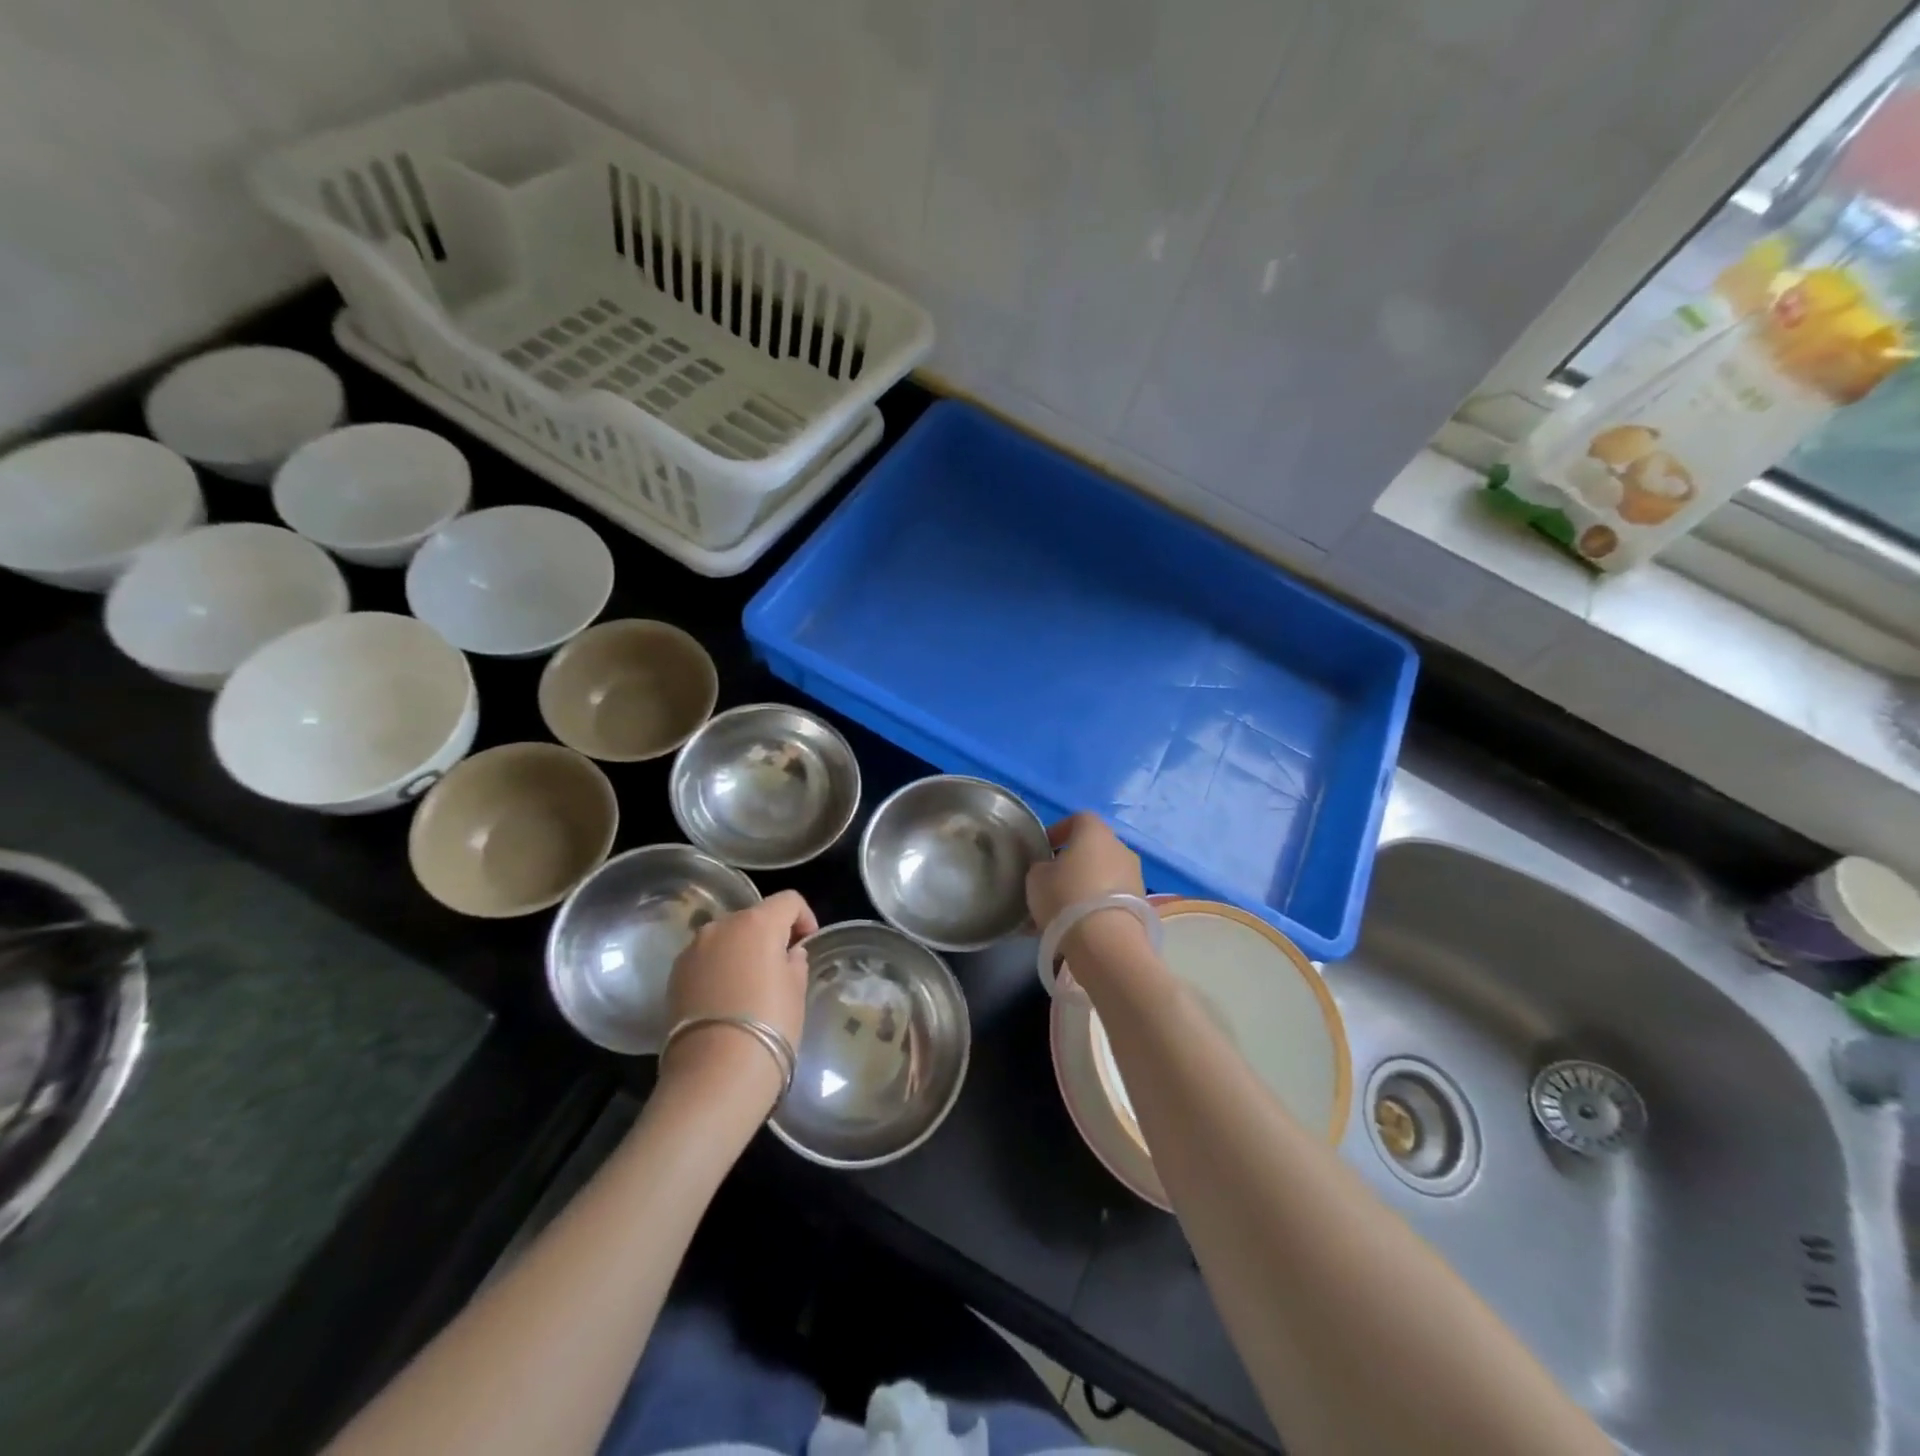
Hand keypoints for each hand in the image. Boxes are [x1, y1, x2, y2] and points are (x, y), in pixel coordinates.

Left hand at [661, 890, 816, 1102]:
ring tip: (751, 984)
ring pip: (726, 937)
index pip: (788, 901)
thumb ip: (794, 963)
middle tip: (782, 966)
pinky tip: (727, 998)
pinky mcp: (674, 975)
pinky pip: (705, 959)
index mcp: (758, 922)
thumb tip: (788, 955)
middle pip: (754, 917)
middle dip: (770, 934)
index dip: (804, 918)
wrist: (715, 1073)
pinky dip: (719, 968)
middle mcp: (721, 926)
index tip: (807, 944)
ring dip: (742, 950)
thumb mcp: (796, 991)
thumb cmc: (771, 1025)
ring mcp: (693, 950)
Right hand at [1026, 812, 1148, 965]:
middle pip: (1095, 847)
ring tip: (1068, 907)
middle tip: (1055, 880)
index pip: (1078, 819)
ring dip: (1089, 883)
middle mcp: (1121, 847)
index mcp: (1095, 832)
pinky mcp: (1142, 904)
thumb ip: (1042, 866)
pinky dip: (1100, 904)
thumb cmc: (1066, 897)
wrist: (1106, 942)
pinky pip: (1115, 896)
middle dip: (1075, 860)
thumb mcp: (1036, 877)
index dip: (1060, 831)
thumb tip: (1049, 867)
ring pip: (1106, 873)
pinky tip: (1083, 924)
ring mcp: (1136, 876)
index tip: (1045, 849)